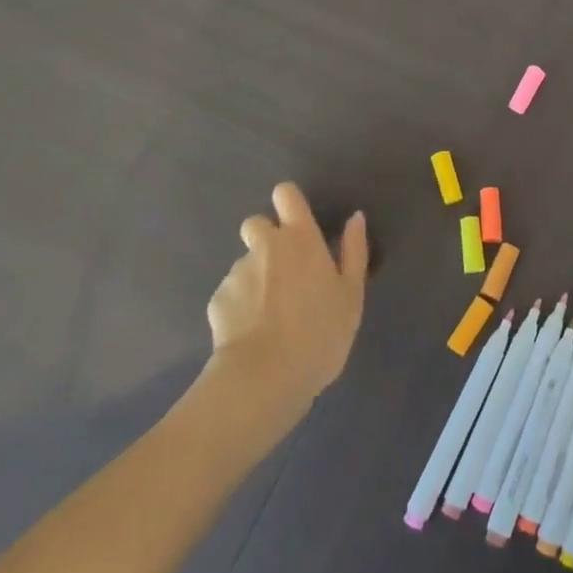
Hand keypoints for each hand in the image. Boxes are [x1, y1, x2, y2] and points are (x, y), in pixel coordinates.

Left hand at [206, 183, 368, 409]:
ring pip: (245, 262)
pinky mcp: (217, 299)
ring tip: (269, 314)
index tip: (297, 222)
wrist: (265, 377)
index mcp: (301, 238)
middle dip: (266, 239)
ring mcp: (237, 272)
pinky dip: (240, 306)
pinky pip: (231, 293)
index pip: (286, 194)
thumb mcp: (351, 295)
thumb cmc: (320, 333)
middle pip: (256, 223)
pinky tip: (252, 332)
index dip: (288, 203)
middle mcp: (266, 246)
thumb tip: (355, 217)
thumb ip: (353, 251)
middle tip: (283, 271)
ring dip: (256, 277)